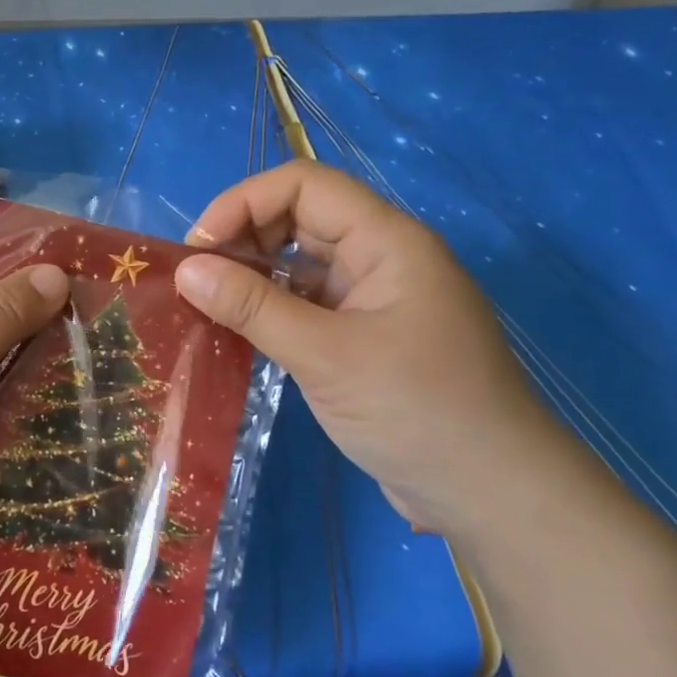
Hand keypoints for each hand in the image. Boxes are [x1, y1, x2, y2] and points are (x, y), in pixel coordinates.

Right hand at [175, 161, 584, 537]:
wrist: (490, 492)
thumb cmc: (417, 411)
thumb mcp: (327, 355)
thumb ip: (254, 308)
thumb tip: (186, 270)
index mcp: (386, 240)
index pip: (304, 185)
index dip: (243, 202)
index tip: (198, 250)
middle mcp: (379, 258)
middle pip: (299, 217)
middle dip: (243, 237)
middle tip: (197, 280)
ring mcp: (372, 299)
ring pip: (300, 264)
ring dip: (252, 276)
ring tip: (205, 306)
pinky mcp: (363, 338)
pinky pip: (307, 305)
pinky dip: (269, 311)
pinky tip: (237, 334)